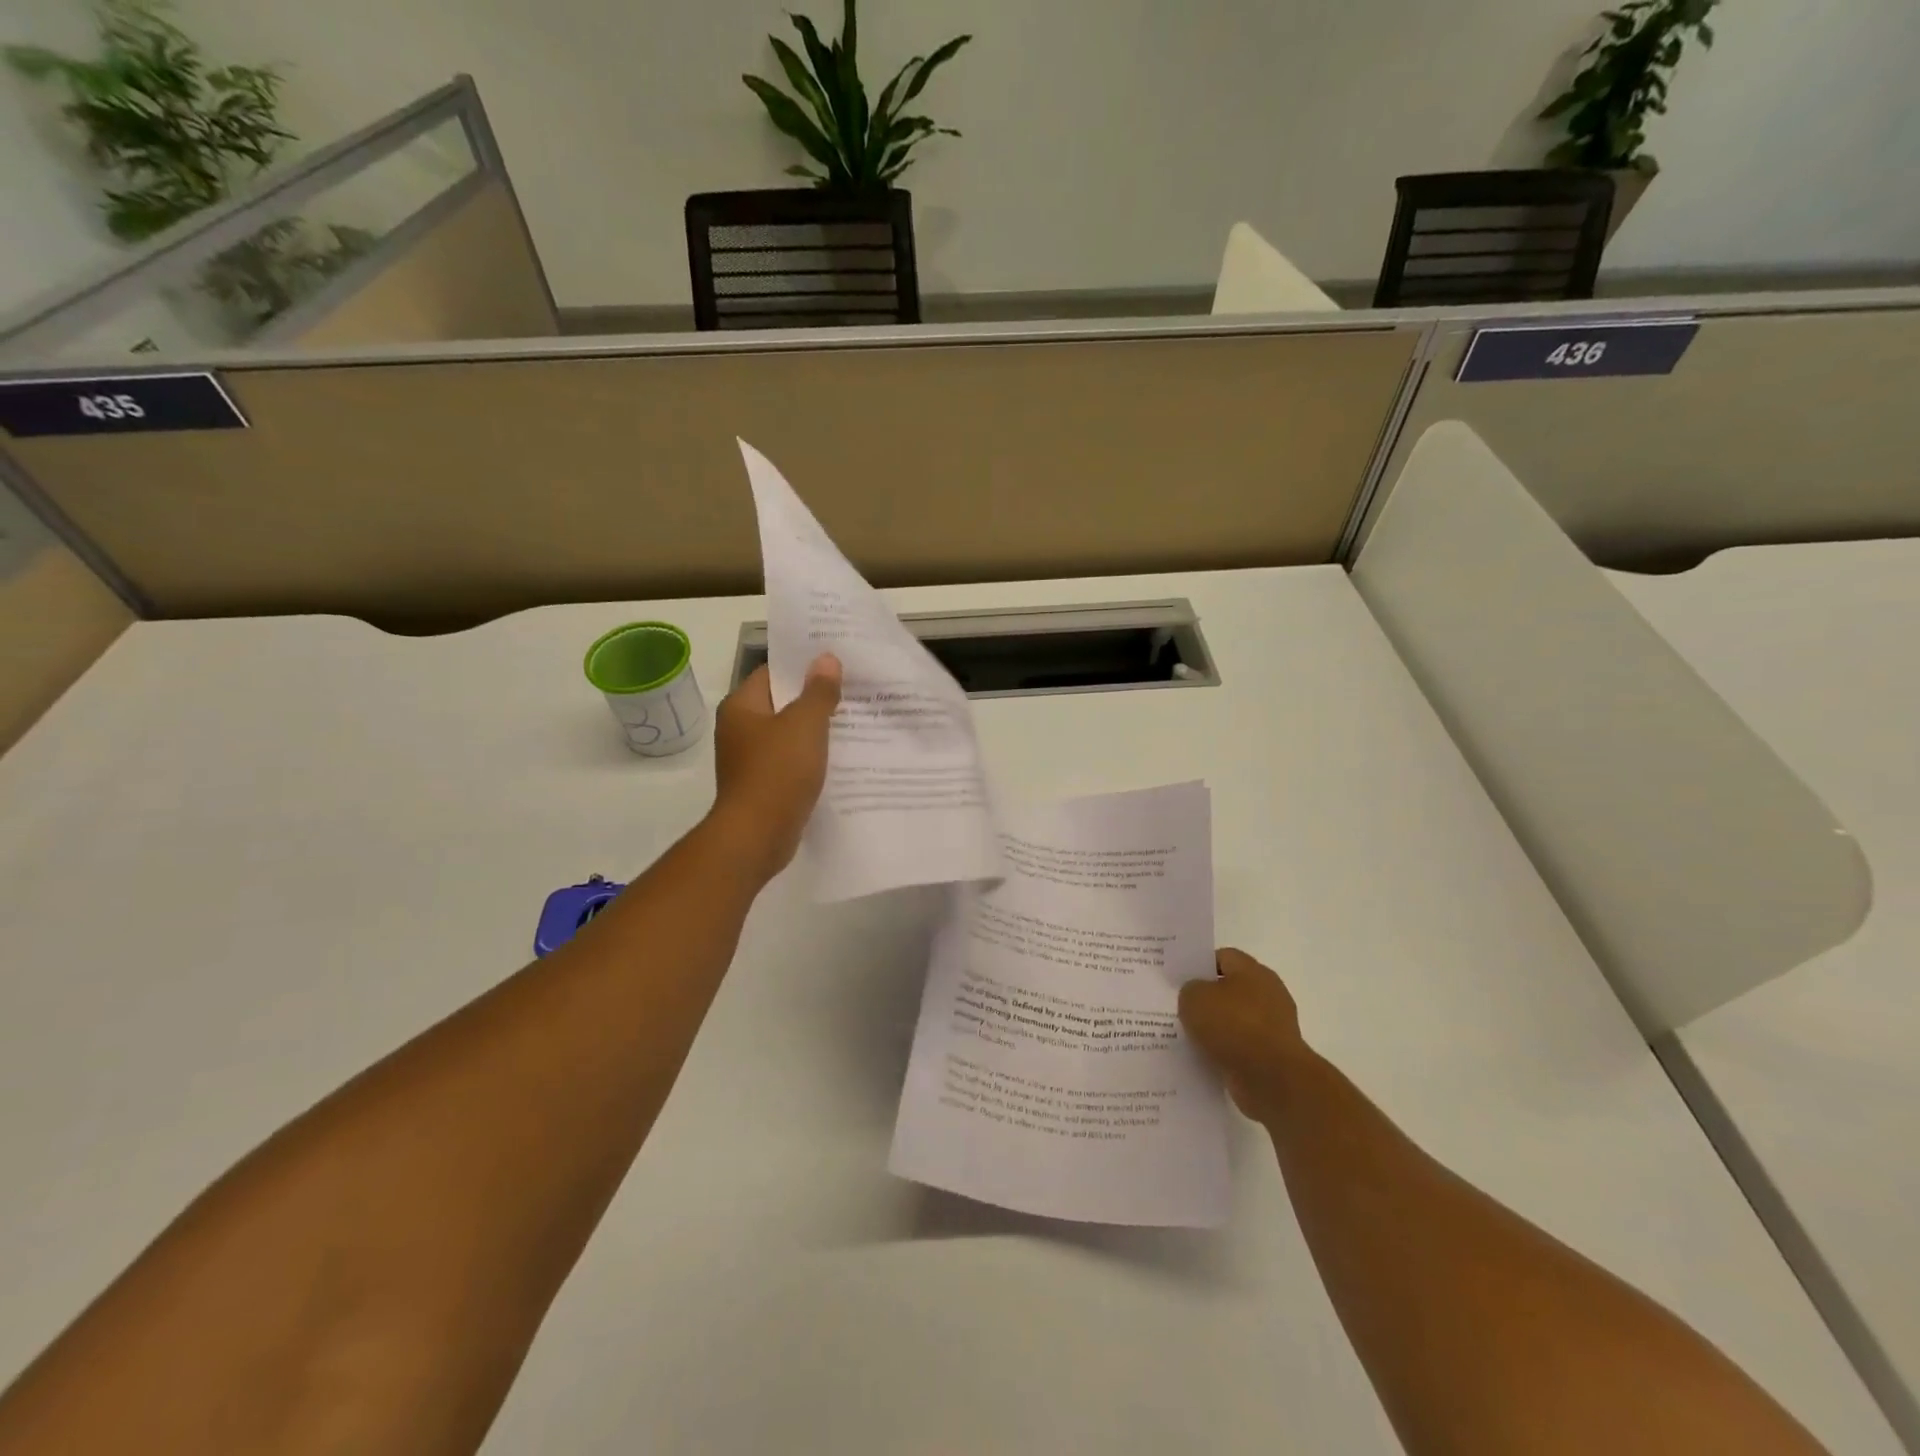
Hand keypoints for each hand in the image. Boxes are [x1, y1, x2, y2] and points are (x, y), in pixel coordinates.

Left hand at [708, 655, 842, 879]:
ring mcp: (749, 760)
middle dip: (815, 698)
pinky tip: (840, 758)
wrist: (757, 836)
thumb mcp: (805, 725)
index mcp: (741, 707)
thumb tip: (826, 659)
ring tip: (854, 722)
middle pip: (782, 704)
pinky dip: (811, 758)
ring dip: (816, 731)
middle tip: (853, 690)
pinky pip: (791, 762)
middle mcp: (740, 730)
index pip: (772, 673)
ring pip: (788, 735)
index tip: (836, 663)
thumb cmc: (777, 772)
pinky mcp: (762, 786)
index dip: (803, 666)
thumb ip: (818, 691)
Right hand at [1178, 948, 1309, 1124]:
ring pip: (1234, 1021)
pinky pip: (1241, 1048)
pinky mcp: (1273, 1056)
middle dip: (1206, 999)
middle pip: (1230, 989)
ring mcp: (1273, 1027)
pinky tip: (1204, 1057)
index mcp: (1253, 971)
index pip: (1223, 957)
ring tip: (1186, 1035)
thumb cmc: (1233, 1026)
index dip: (1200, 965)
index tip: (1179, 979)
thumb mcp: (1194, 998)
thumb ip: (1189, 990)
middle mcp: (1268, 994)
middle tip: (1179, 1006)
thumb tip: (1196, 996)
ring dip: (1215, 1029)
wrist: (1273, 1079)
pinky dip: (1225, 1052)